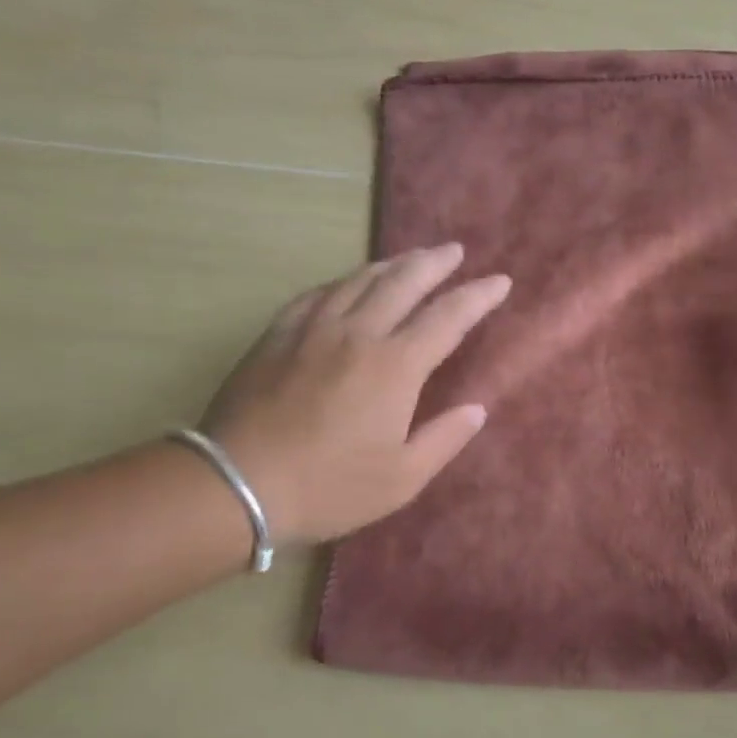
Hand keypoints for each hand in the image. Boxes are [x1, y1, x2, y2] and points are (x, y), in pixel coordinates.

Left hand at [200, 244, 510, 544]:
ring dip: (392, 264)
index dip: (478, 296)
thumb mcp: (402, 478)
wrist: (236, 484)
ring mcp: (313, 330)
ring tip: (411, 258)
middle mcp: (358, 334)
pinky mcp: (278, 336)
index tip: (500, 281)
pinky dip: (344, 282)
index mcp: (396, 367)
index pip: (448, 317)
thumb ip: (444, 439)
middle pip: (404, 282)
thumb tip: (477, 409)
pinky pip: (317, 294)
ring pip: (360, 280)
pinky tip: (348, 282)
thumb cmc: (329, 486)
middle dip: (435, 263)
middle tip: (455, 250)